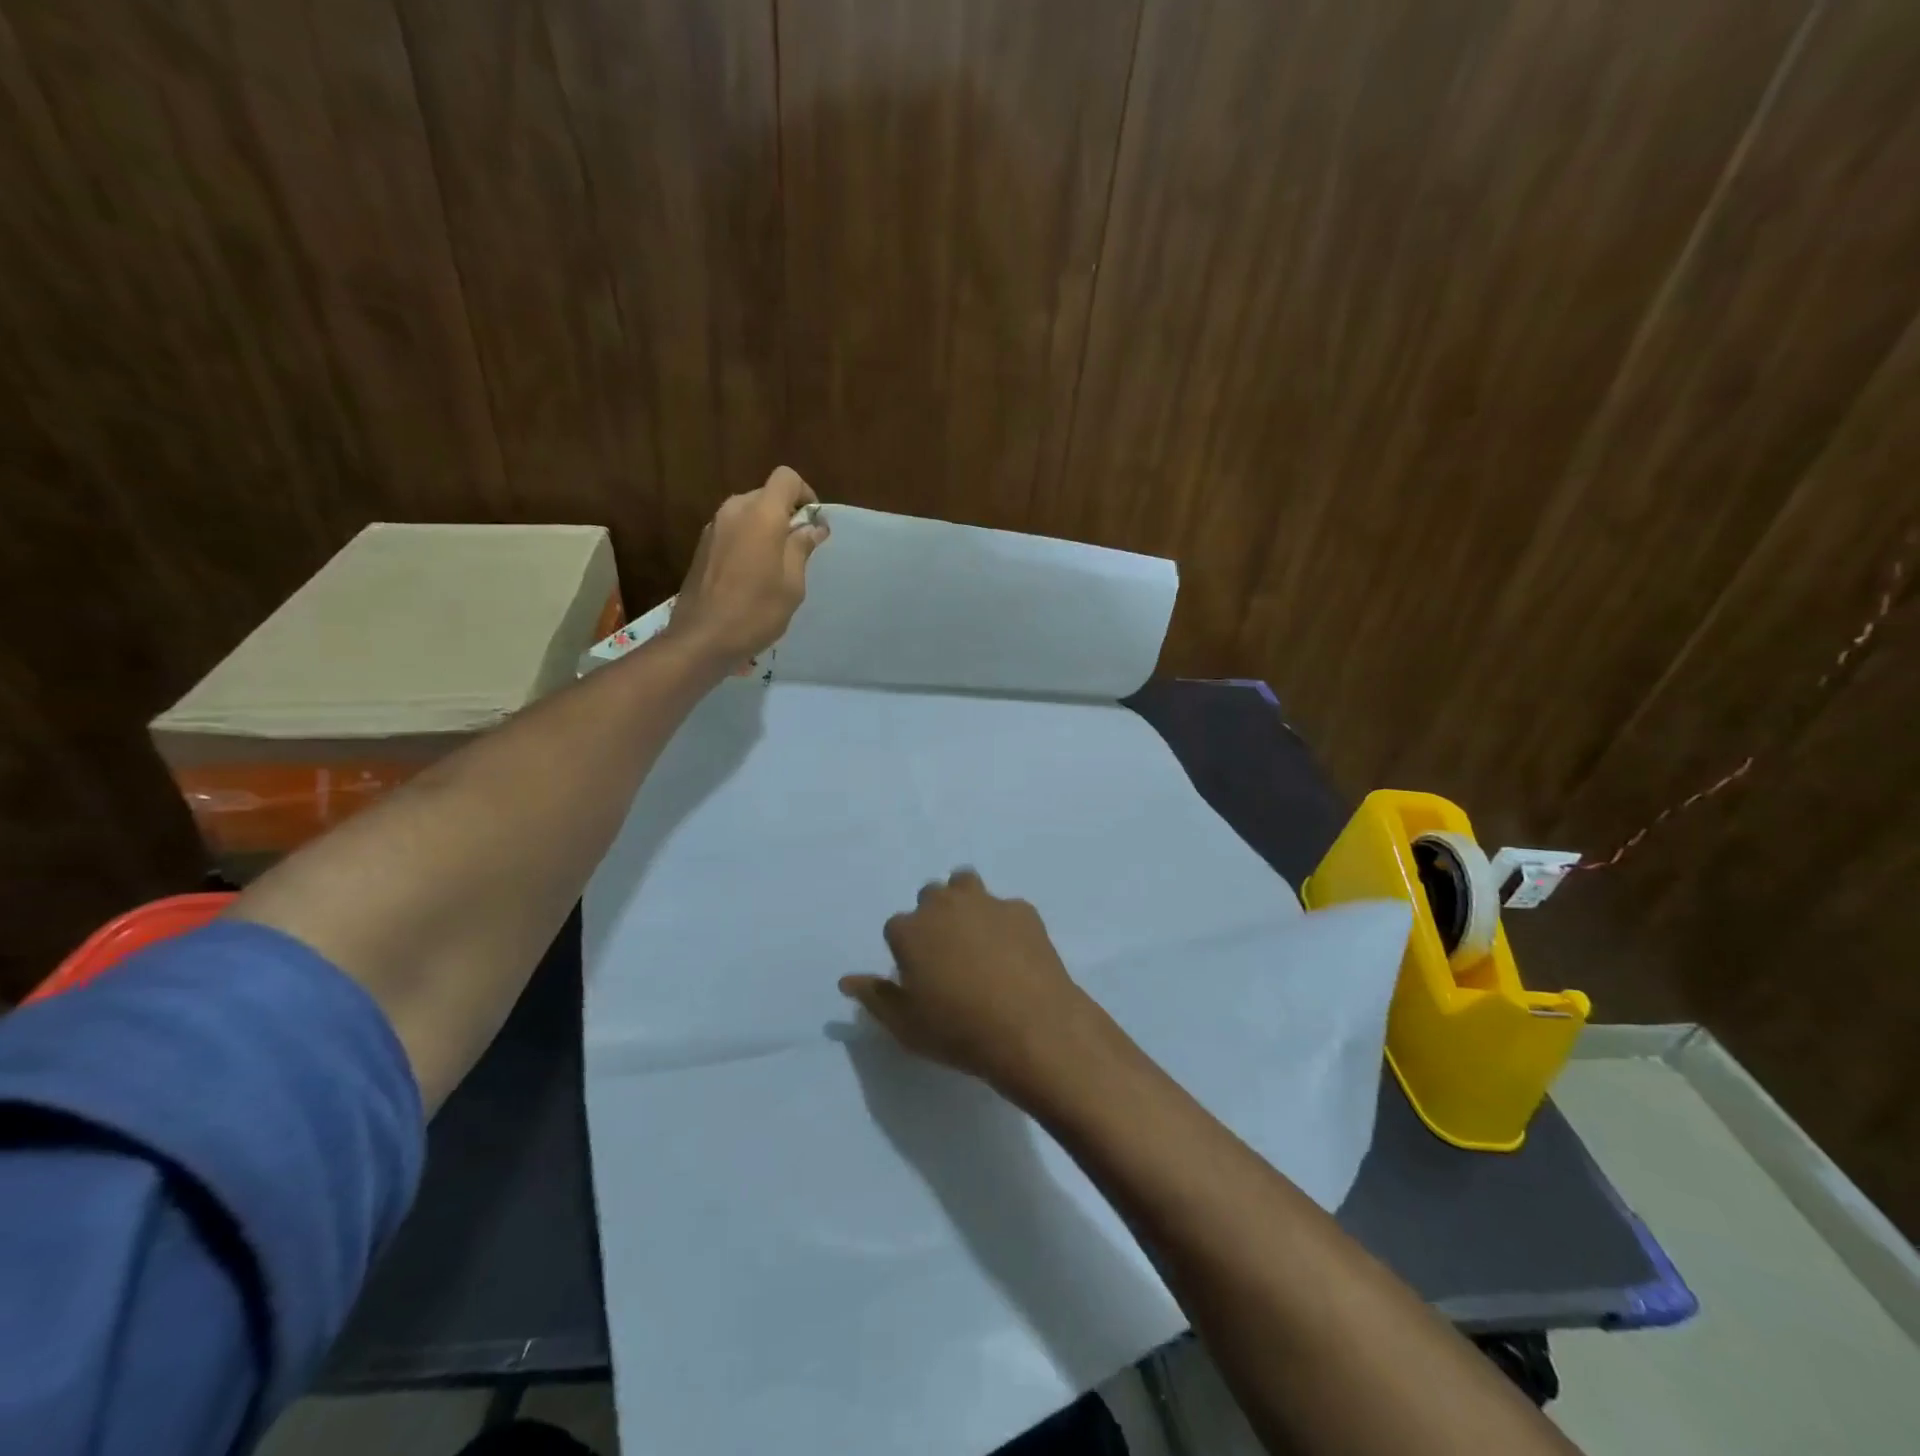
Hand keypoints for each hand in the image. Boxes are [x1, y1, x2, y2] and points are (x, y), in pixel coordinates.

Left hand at [666, 466, 829, 666]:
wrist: (701, 639)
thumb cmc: (756, 611)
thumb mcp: (792, 584)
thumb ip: (801, 548)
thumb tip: (812, 526)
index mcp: (760, 515)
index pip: (786, 478)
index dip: (805, 494)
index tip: (813, 523)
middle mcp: (734, 511)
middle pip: (766, 494)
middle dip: (786, 514)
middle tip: (800, 549)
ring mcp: (713, 528)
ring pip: (748, 513)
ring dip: (766, 529)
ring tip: (777, 565)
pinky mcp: (702, 546)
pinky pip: (733, 531)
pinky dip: (748, 541)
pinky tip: (752, 575)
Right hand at [839, 870, 1096, 1097]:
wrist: (1031, 1027)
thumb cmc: (959, 1030)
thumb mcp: (906, 1025)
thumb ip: (874, 997)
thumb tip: (847, 980)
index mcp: (910, 930)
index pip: (896, 927)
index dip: (906, 950)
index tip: (919, 974)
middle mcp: (944, 905)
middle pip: (930, 896)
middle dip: (934, 917)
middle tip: (948, 955)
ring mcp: (986, 902)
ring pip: (966, 884)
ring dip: (965, 902)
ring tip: (977, 938)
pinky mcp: (1022, 909)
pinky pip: (1005, 908)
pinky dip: (1004, 923)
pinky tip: (1015, 953)